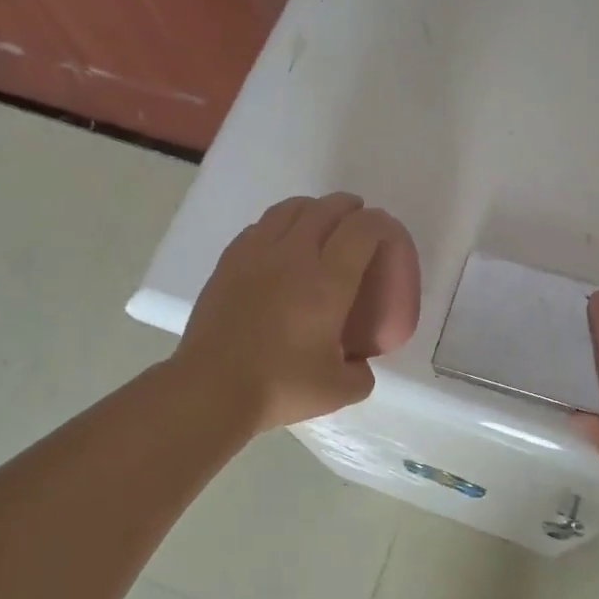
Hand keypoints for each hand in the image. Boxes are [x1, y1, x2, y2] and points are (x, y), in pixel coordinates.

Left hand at [175, 193, 394, 432]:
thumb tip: (358, 363)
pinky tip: (279, 244)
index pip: (362, 230)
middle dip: (348, 208)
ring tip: (320, 222)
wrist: (211, 389)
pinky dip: (279, 224)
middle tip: (358, 220)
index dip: (380, 224)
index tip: (387, 233)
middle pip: (326, 209)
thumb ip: (360, 374)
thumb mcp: (338, 390)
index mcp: (328, 282)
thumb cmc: (279, 387)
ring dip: (313, 209)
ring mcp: (256, 255)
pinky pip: (260, 227)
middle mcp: (294, 256)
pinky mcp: (228, 263)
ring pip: (289, 210)